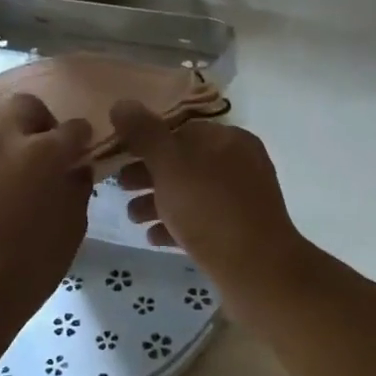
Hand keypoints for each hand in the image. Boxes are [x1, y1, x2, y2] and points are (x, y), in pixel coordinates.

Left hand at [0, 94, 91, 343]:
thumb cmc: (27, 270)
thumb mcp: (71, 231)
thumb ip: (77, 188)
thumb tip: (75, 167)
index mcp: (43, 154)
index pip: (73, 129)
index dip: (82, 140)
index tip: (81, 151)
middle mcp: (2, 138)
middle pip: (26, 106)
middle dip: (40, 122)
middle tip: (41, 150)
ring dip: (3, 130)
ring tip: (5, 158)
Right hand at [109, 101, 308, 295]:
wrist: (257, 271)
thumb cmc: (211, 209)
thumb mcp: (171, 165)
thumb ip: (145, 134)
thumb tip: (122, 103)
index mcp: (230, 139)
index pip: (182, 129)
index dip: (146, 140)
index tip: (117, 155)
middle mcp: (240, 164)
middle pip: (184, 162)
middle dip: (148, 174)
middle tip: (118, 187)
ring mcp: (241, 200)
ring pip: (190, 193)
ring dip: (157, 202)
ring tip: (132, 217)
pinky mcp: (239, 233)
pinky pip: (201, 222)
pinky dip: (176, 225)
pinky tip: (153, 237)